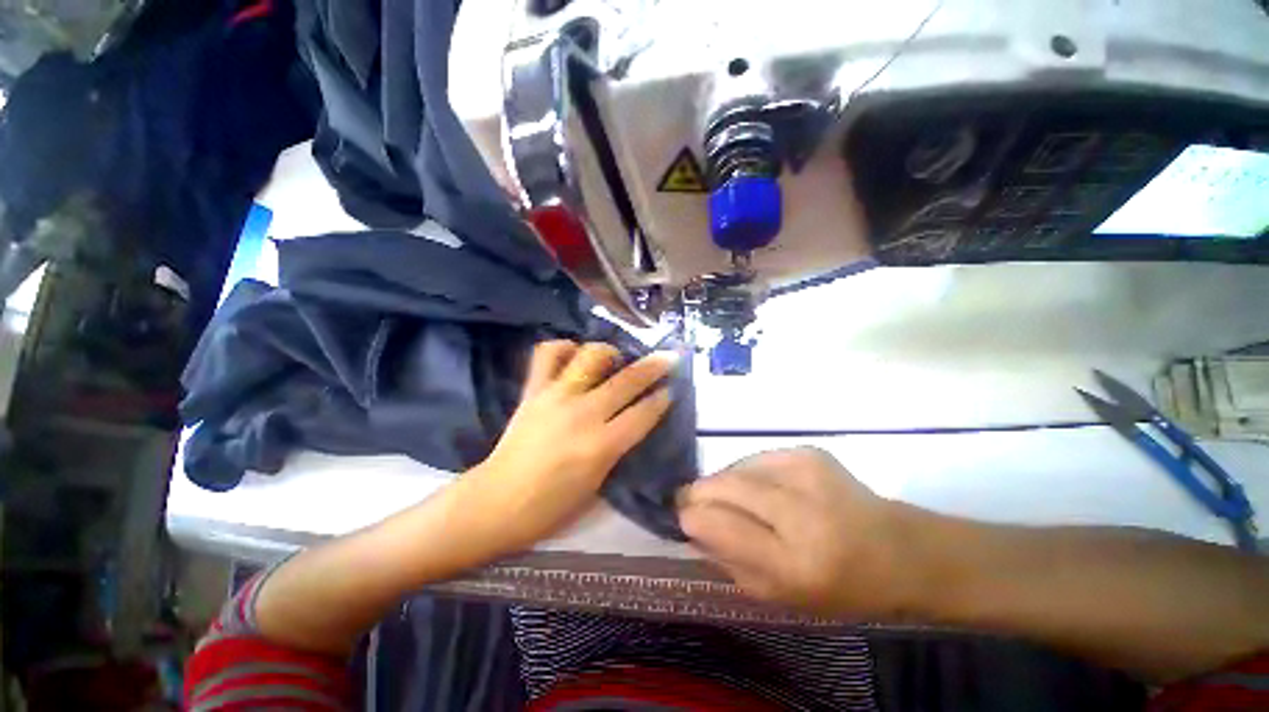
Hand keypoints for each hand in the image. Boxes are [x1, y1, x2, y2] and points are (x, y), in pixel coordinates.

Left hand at [455, 340, 677, 558]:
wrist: (497, 502)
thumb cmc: (551, 506)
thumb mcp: (597, 484)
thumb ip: (617, 448)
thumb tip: (632, 421)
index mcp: (602, 446)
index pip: (644, 413)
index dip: (663, 399)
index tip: (672, 388)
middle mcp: (583, 414)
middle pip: (627, 381)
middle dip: (654, 366)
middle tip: (668, 357)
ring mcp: (556, 397)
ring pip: (591, 357)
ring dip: (610, 351)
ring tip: (615, 358)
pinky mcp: (533, 391)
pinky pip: (547, 354)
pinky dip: (564, 347)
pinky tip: (574, 353)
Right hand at [678, 447, 916, 618]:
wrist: (899, 549)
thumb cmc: (840, 586)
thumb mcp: (782, 596)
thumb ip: (731, 561)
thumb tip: (693, 524)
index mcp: (797, 563)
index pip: (725, 527)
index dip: (693, 516)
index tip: (679, 515)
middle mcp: (802, 510)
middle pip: (726, 486)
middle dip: (699, 492)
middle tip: (688, 500)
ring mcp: (807, 472)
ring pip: (737, 467)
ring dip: (723, 482)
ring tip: (728, 498)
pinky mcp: (809, 452)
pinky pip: (756, 459)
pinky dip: (746, 472)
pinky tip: (757, 487)